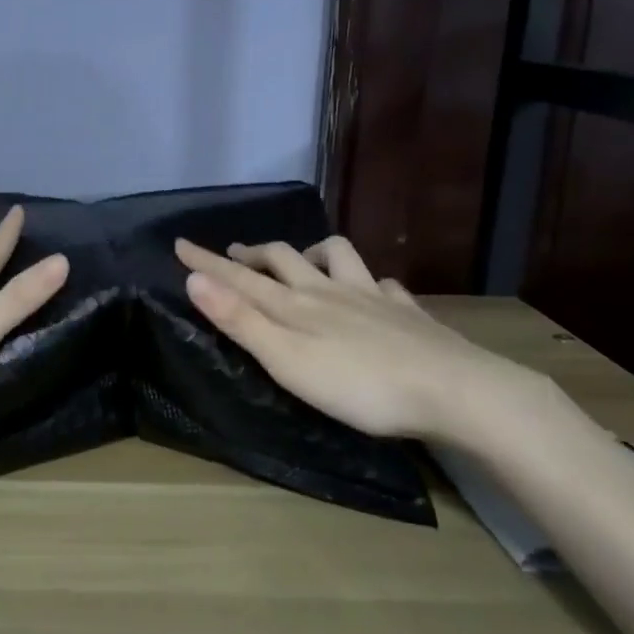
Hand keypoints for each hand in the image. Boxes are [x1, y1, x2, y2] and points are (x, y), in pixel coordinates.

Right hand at [173, 236, 542, 445]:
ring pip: (337, 257)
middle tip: (234, 253)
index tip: (179, 243)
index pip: (240, 276)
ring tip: (301, 260)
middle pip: (283, 259)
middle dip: (253, 253)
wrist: (454, 391)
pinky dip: (369, 281)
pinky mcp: (407, 314)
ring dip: (311, 253)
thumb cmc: (359, 384)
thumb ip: (240, 320)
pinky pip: (384, 284)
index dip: (207, 261)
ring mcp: (372, 298)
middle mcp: (329, 290)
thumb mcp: (286, 359)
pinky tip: (373, 290)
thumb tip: (195, 279)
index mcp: (295, 305)